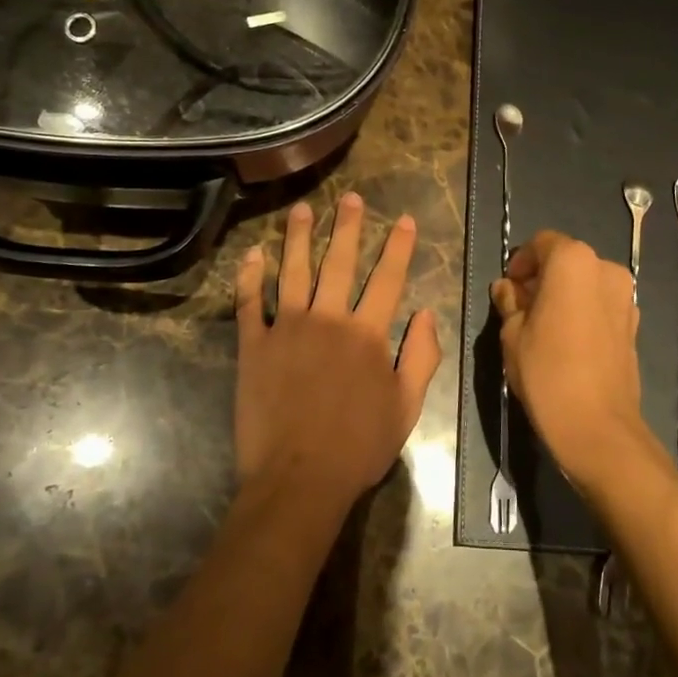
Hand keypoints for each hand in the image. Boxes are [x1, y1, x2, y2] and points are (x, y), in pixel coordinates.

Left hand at [233, 193, 441, 511]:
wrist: (299, 479)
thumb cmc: (359, 447)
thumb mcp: (407, 407)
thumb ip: (421, 357)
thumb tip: (427, 314)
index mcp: (367, 334)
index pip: (388, 278)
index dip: (397, 246)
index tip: (402, 219)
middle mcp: (328, 319)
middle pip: (339, 263)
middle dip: (347, 227)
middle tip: (349, 197)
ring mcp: (287, 329)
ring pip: (293, 271)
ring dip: (298, 238)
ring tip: (301, 210)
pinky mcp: (254, 345)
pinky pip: (249, 303)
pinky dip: (249, 276)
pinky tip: (253, 254)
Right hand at [492, 230, 663, 495]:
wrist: (597, 426)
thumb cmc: (546, 371)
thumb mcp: (512, 334)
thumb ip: (510, 302)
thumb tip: (507, 289)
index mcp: (573, 261)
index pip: (542, 242)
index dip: (521, 261)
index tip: (509, 287)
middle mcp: (605, 269)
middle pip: (567, 260)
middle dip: (543, 277)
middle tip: (521, 306)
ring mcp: (626, 297)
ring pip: (586, 283)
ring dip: (564, 294)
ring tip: (543, 326)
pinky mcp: (634, 325)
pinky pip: (602, 305)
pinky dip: (583, 311)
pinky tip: (567, 341)